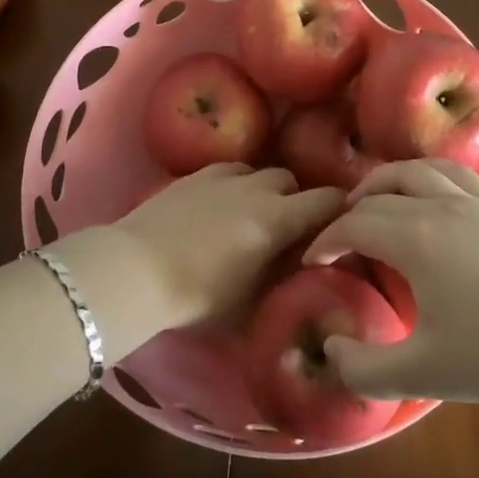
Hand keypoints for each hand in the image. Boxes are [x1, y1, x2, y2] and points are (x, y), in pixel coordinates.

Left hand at [53, 165, 342, 357]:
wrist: (136, 270)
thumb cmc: (198, 297)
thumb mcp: (250, 305)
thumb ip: (280, 284)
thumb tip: (298, 275)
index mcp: (277, 220)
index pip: (327, 201)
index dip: (341, 209)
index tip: (342, 223)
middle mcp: (256, 189)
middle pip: (291, 180)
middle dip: (298, 199)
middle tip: (291, 227)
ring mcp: (222, 177)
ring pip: (258, 172)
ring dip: (264, 189)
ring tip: (253, 213)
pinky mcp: (193, 176)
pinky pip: (227, 171)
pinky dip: (235, 184)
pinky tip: (221, 203)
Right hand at [304, 159, 478, 406]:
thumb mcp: (423, 374)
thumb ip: (364, 369)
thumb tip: (329, 351)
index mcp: (415, 238)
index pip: (355, 224)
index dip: (327, 241)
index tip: (314, 262)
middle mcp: (440, 206)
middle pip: (382, 191)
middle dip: (351, 209)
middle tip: (340, 233)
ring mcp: (478, 203)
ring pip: (420, 169)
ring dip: (388, 180)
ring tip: (378, 199)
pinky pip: (458, 175)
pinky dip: (430, 178)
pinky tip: (435, 200)